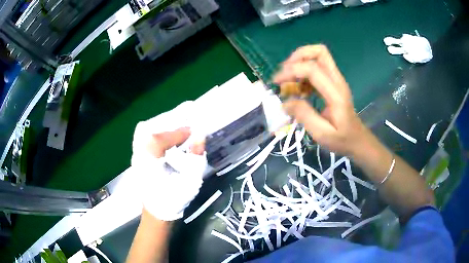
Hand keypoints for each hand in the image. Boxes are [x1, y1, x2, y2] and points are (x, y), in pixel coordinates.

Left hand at [131, 102, 206, 220]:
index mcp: (149, 159)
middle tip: (184, 127)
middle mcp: (138, 154)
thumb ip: (196, 157)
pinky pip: (143, 139)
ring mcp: (135, 156)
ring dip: (160, 128)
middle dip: (167, 125)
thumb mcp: (190, 181)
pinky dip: (155, 134)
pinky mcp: (137, 159)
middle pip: (149, 129)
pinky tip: (166, 139)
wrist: (158, 212)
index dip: (179, 132)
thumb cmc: (174, 199)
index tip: (192, 130)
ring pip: (144, 132)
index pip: (162, 137)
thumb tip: (200, 136)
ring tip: (176, 130)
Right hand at [273, 45, 367, 155]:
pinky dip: (303, 74)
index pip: (313, 68)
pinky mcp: (332, 83)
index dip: (292, 70)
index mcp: (336, 93)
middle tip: (285, 73)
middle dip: (297, 57)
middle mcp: (337, 81)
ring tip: (289, 83)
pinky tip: (299, 90)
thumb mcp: (321, 134)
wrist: (357, 140)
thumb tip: (285, 102)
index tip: (277, 82)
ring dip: (299, 64)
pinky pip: (316, 68)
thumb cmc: (341, 139)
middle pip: (319, 51)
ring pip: (317, 57)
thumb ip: (304, 116)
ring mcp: (336, 80)